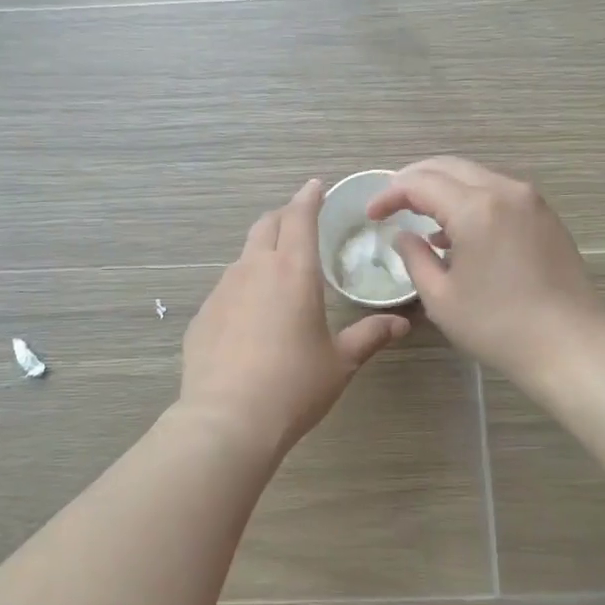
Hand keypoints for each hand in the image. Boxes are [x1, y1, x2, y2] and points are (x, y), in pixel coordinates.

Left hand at [182, 180, 410, 455]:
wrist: (227, 418)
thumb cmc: (294, 385)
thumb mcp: (340, 362)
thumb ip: (369, 337)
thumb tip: (401, 324)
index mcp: (294, 271)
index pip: (300, 217)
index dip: (309, 197)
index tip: (315, 186)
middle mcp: (255, 269)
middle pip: (266, 225)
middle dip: (284, 216)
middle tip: (299, 222)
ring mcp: (223, 289)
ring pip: (244, 256)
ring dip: (262, 252)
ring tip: (277, 273)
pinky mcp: (203, 314)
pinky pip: (226, 288)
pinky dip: (242, 287)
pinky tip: (250, 317)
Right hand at [367, 158, 604, 386]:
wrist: (571, 346)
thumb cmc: (499, 327)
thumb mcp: (441, 298)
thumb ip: (415, 257)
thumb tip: (404, 236)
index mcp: (475, 208)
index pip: (420, 183)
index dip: (389, 194)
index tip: (371, 214)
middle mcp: (504, 190)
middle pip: (448, 167)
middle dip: (413, 180)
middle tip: (390, 203)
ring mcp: (530, 200)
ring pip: (475, 176)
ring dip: (443, 188)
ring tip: (420, 216)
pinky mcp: (545, 215)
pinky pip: (497, 192)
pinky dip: (470, 199)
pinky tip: (458, 230)